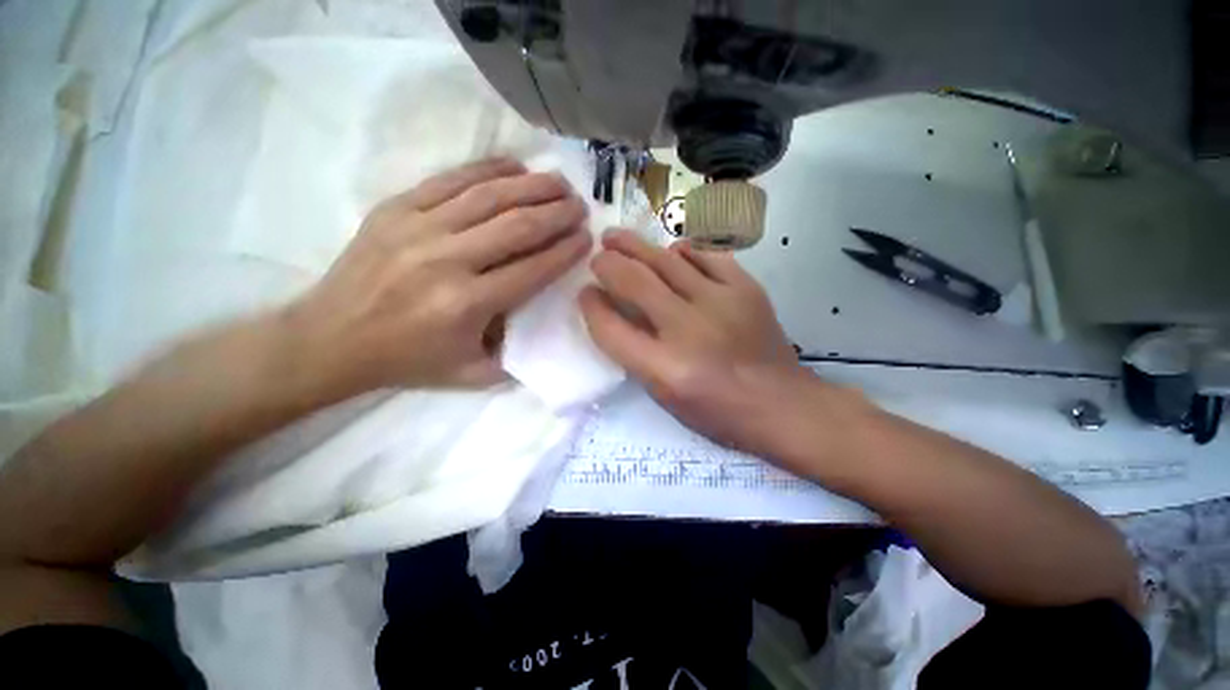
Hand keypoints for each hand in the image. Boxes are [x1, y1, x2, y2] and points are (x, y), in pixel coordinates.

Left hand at [284, 159, 591, 397]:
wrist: (330, 339)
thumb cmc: (408, 360)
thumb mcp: (471, 374)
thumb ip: (515, 354)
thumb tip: (543, 321)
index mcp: (468, 304)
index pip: (533, 269)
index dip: (565, 251)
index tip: (587, 238)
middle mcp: (447, 260)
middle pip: (517, 226)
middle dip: (557, 213)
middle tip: (580, 205)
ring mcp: (418, 228)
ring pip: (489, 196)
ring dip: (531, 186)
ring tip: (559, 182)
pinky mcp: (395, 209)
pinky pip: (450, 179)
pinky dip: (487, 169)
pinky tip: (514, 166)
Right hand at [579, 231, 823, 455]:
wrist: (782, 404)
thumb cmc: (717, 411)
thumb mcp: (665, 396)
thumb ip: (635, 354)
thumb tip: (613, 311)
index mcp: (665, 368)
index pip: (611, 328)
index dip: (591, 307)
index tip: (585, 293)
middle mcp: (689, 330)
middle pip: (634, 282)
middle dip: (607, 264)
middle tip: (597, 257)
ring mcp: (720, 302)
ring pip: (665, 260)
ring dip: (634, 246)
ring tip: (617, 238)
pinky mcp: (745, 288)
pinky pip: (705, 254)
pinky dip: (682, 250)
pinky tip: (671, 251)